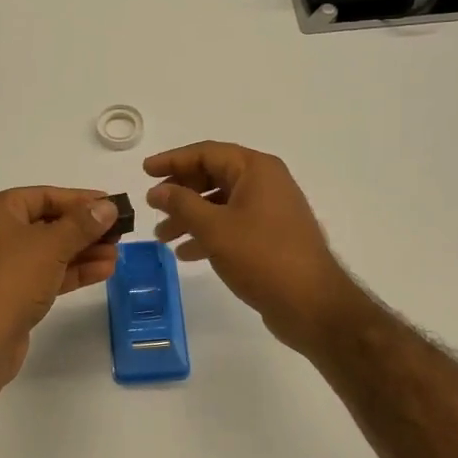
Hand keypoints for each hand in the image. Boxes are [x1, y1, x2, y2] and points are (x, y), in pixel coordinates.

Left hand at [0, 187, 119, 382]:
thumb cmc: (11, 280)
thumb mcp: (51, 246)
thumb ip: (82, 224)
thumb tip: (107, 206)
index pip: (45, 196)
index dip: (81, 199)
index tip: (112, 204)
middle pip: (48, 223)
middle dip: (84, 229)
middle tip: (119, 233)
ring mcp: (2, 265)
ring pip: (49, 251)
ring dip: (83, 251)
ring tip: (116, 254)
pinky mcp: (11, 293)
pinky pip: (46, 274)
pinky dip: (72, 271)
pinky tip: (103, 271)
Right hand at [145, 141, 365, 352]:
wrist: (312, 304)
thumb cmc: (262, 257)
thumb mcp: (214, 228)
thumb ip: (182, 204)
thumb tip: (157, 190)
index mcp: (256, 169)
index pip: (206, 153)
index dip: (173, 160)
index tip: (145, 171)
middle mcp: (265, 183)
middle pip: (213, 176)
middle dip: (180, 193)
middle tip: (152, 207)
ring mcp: (270, 210)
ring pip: (220, 203)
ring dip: (189, 217)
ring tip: (162, 237)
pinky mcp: (270, 236)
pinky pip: (232, 225)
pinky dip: (208, 234)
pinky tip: (186, 253)